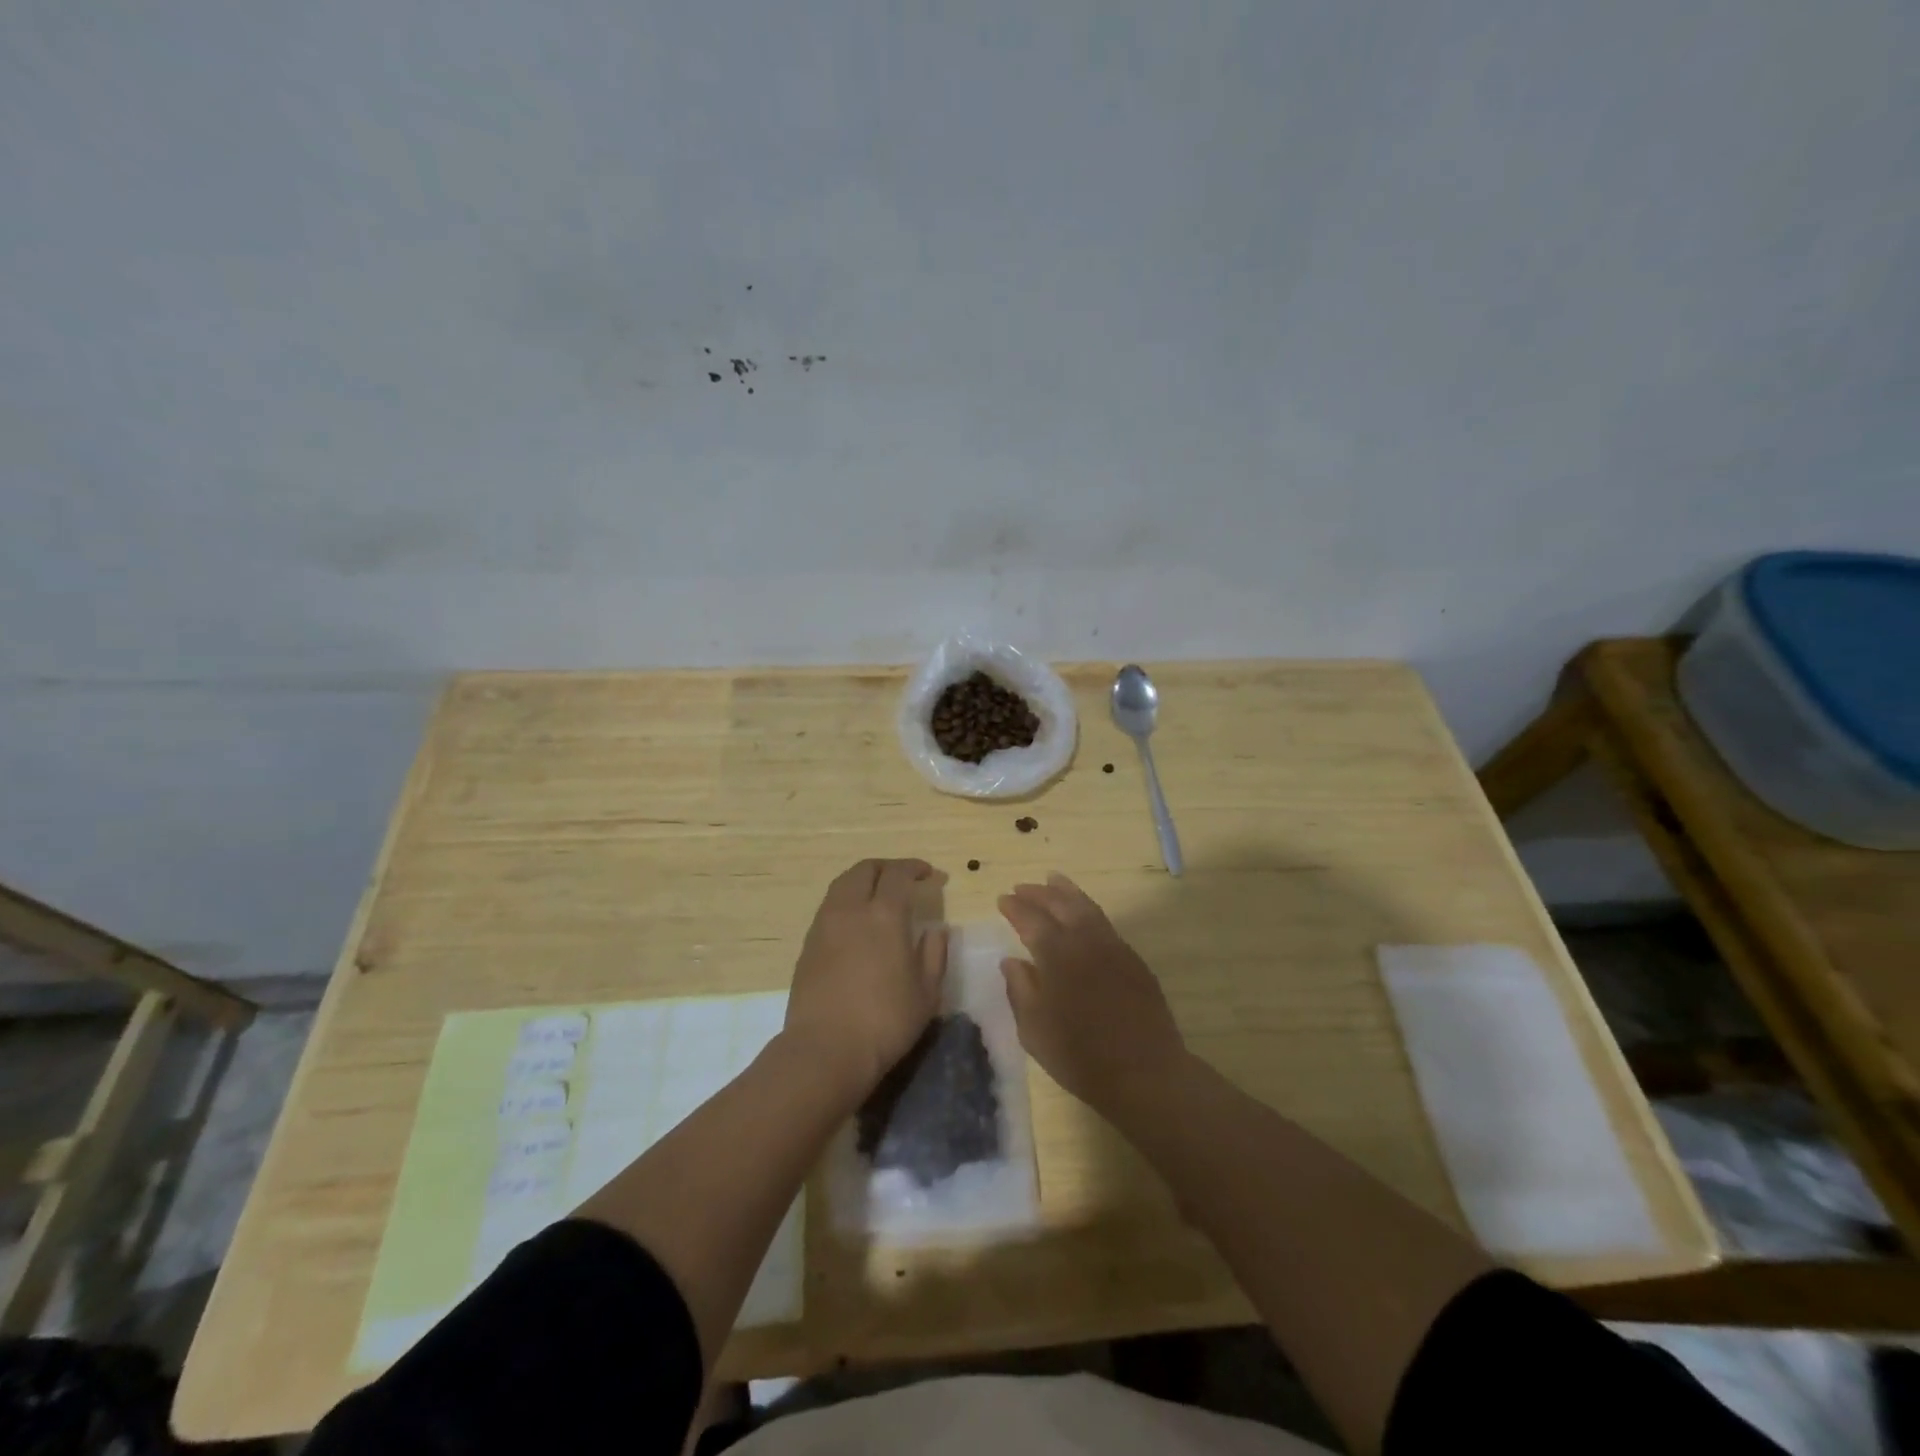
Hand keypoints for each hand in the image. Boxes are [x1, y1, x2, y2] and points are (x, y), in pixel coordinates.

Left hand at [785, 858, 948, 1100]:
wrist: (825, 1050)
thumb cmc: (885, 1022)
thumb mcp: (927, 992)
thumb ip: (934, 954)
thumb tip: (937, 930)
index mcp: (884, 915)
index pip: (898, 874)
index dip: (915, 868)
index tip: (930, 874)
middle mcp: (851, 909)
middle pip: (865, 869)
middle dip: (887, 867)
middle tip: (904, 878)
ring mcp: (824, 925)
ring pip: (842, 884)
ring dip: (863, 880)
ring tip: (879, 896)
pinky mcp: (808, 944)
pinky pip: (830, 906)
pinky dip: (847, 901)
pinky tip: (857, 922)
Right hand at [998, 873, 1188, 1110]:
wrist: (1144, 1073)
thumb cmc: (1080, 1056)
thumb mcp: (1034, 1030)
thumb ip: (1020, 990)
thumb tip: (1011, 961)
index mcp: (1056, 955)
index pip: (1031, 919)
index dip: (1015, 908)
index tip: (1003, 899)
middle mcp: (1085, 941)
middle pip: (1060, 904)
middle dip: (1039, 892)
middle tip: (1022, 887)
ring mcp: (1113, 947)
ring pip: (1087, 907)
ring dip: (1067, 892)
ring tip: (1053, 880)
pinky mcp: (1133, 960)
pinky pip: (1105, 923)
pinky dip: (1088, 910)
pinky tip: (1083, 916)